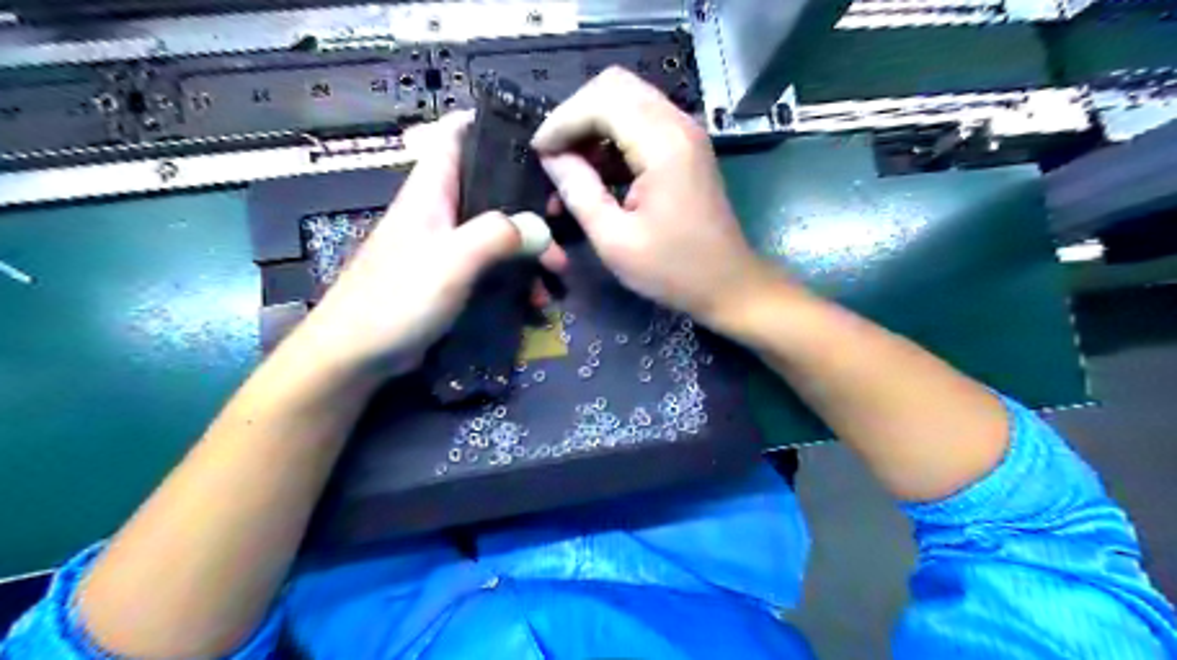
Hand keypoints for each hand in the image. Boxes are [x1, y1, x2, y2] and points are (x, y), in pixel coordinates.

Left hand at [295, 112, 569, 382]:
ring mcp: (446, 246)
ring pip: (497, 231)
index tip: (535, 137)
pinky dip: (515, 277)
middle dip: (529, 199)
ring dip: (529, 247)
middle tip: (563, 216)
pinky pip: (492, 266)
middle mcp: (440, 211)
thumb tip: (541, 228)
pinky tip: (535, 300)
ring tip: (557, 272)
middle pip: (490, 186)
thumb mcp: (450, 261)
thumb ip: (496, 236)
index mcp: (431, 191)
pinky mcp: (451, 277)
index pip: (456, 134)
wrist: (357, 355)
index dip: (491, 125)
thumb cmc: (398, 298)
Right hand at [532, 68, 774, 329]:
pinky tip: (597, 175)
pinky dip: (613, 140)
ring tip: (570, 171)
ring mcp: (685, 133)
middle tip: (554, 156)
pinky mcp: (685, 148)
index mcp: (663, 144)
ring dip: (593, 128)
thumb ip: (580, 192)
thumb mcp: (614, 240)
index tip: (538, 153)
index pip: (601, 101)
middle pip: (615, 87)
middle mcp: (678, 125)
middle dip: (576, 116)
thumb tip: (552, 158)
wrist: (727, 283)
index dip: (562, 121)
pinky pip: (641, 124)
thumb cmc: (672, 269)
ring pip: (627, 101)